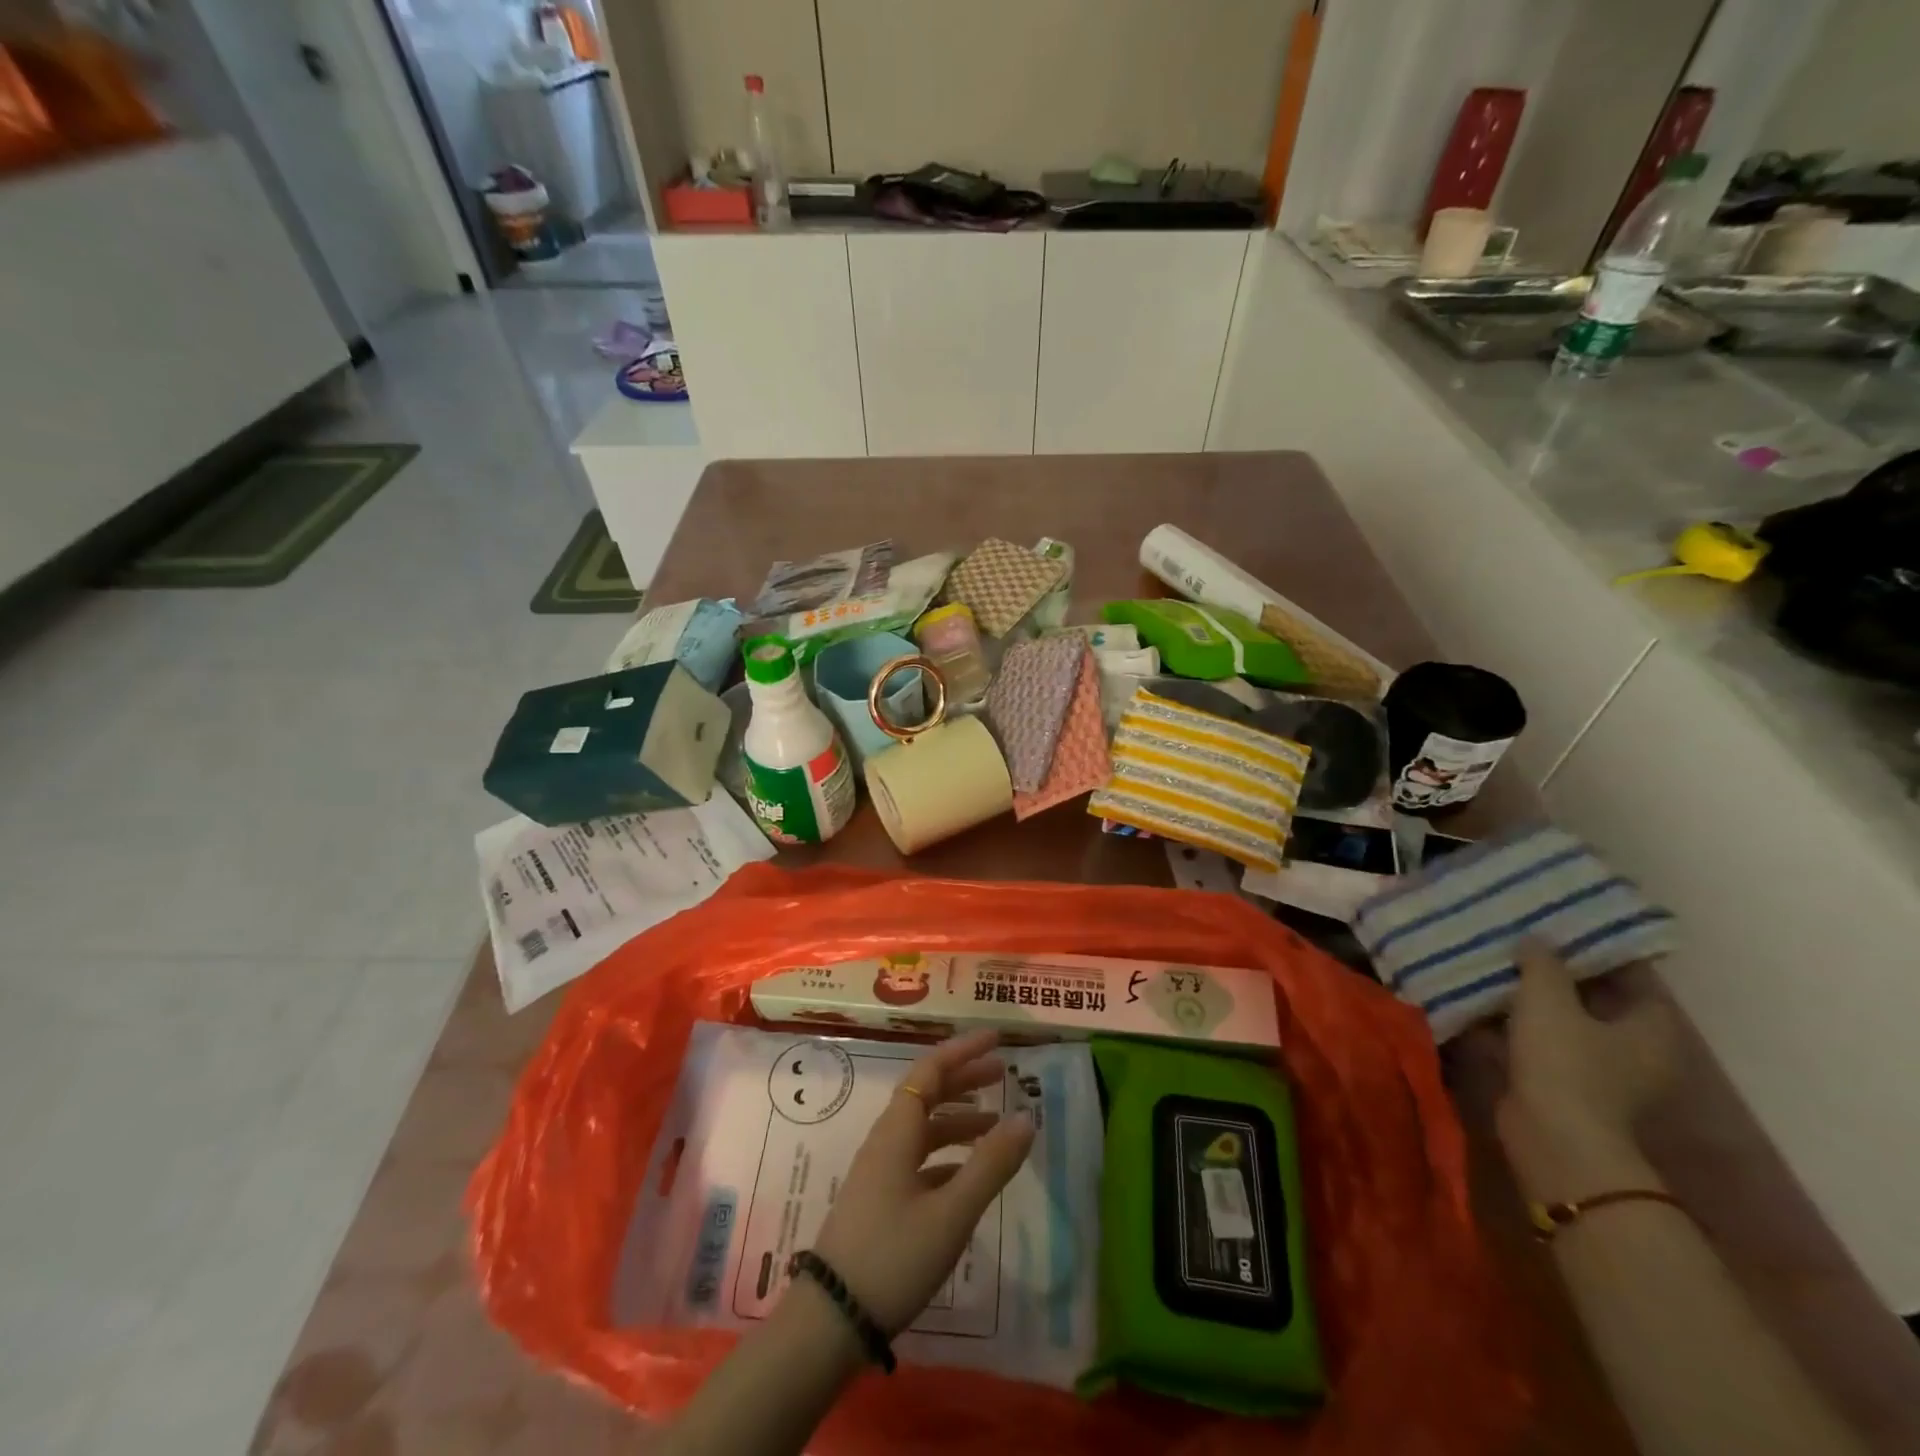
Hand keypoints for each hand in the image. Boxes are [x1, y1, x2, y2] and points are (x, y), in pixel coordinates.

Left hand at [809, 1030, 1034, 1334]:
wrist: (831, 1320)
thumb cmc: (893, 1256)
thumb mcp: (951, 1212)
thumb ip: (991, 1165)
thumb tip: (1027, 1117)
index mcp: (898, 1131)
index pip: (931, 1070)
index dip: (963, 1051)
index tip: (996, 1039)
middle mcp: (886, 1140)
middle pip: (927, 1093)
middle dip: (964, 1079)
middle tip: (1003, 1074)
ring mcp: (880, 1171)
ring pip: (923, 1128)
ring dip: (958, 1119)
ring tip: (995, 1125)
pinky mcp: (880, 1200)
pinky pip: (919, 1158)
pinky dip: (947, 1154)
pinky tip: (967, 1173)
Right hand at [1497, 943, 1677, 1194]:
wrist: (1551, 1137)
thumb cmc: (1565, 1062)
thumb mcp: (1548, 999)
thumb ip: (1542, 963)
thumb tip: (1536, 939)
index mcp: (1649, 1028)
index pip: (1633, 977)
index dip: (1600, 950)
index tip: (1564, 926)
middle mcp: (1632, 1050)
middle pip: (1593, 999)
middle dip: (1556, 973)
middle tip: (1521, 941)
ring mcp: (1595, 1072)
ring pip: (1558, 1022)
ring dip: (1528, 1001)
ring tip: (1492, 967)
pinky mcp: (1558, 1085)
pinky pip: (1533, 1044)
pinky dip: (1508, 1027)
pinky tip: (1475, 1003)